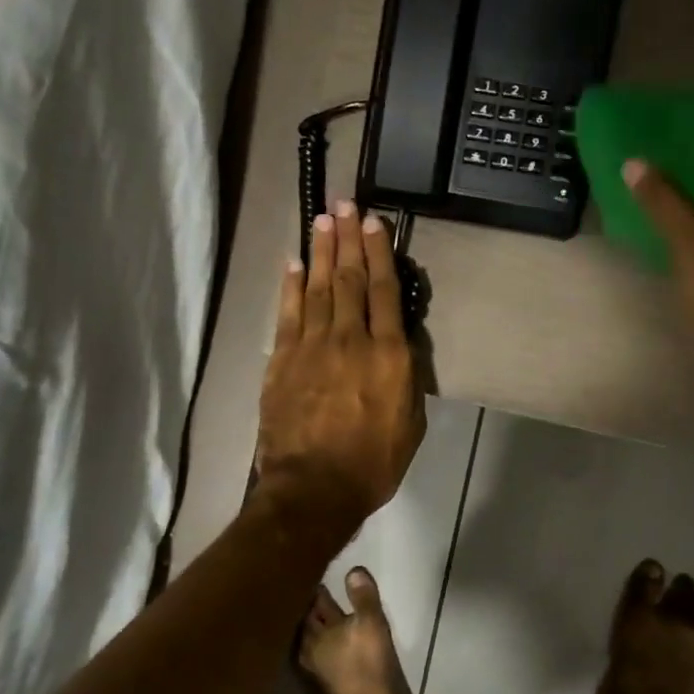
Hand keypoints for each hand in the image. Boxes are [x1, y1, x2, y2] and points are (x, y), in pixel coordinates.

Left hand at [257, 201, 424, 531]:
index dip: (379, 252)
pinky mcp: (282, 360)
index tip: (374, 222)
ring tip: (323, 220)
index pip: (384, 291)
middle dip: (348, 239)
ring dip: (322, 251)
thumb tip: (399, 345)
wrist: (313, 489)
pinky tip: (295, 262)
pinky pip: (288, 313)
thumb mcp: (410, 423)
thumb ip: (406, 378)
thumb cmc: (372, 463)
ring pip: (319, 287)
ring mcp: (312, 346)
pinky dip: (292, 285)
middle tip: (345, 204)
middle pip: (350, 279)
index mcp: (388, 355)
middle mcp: (350, 339)